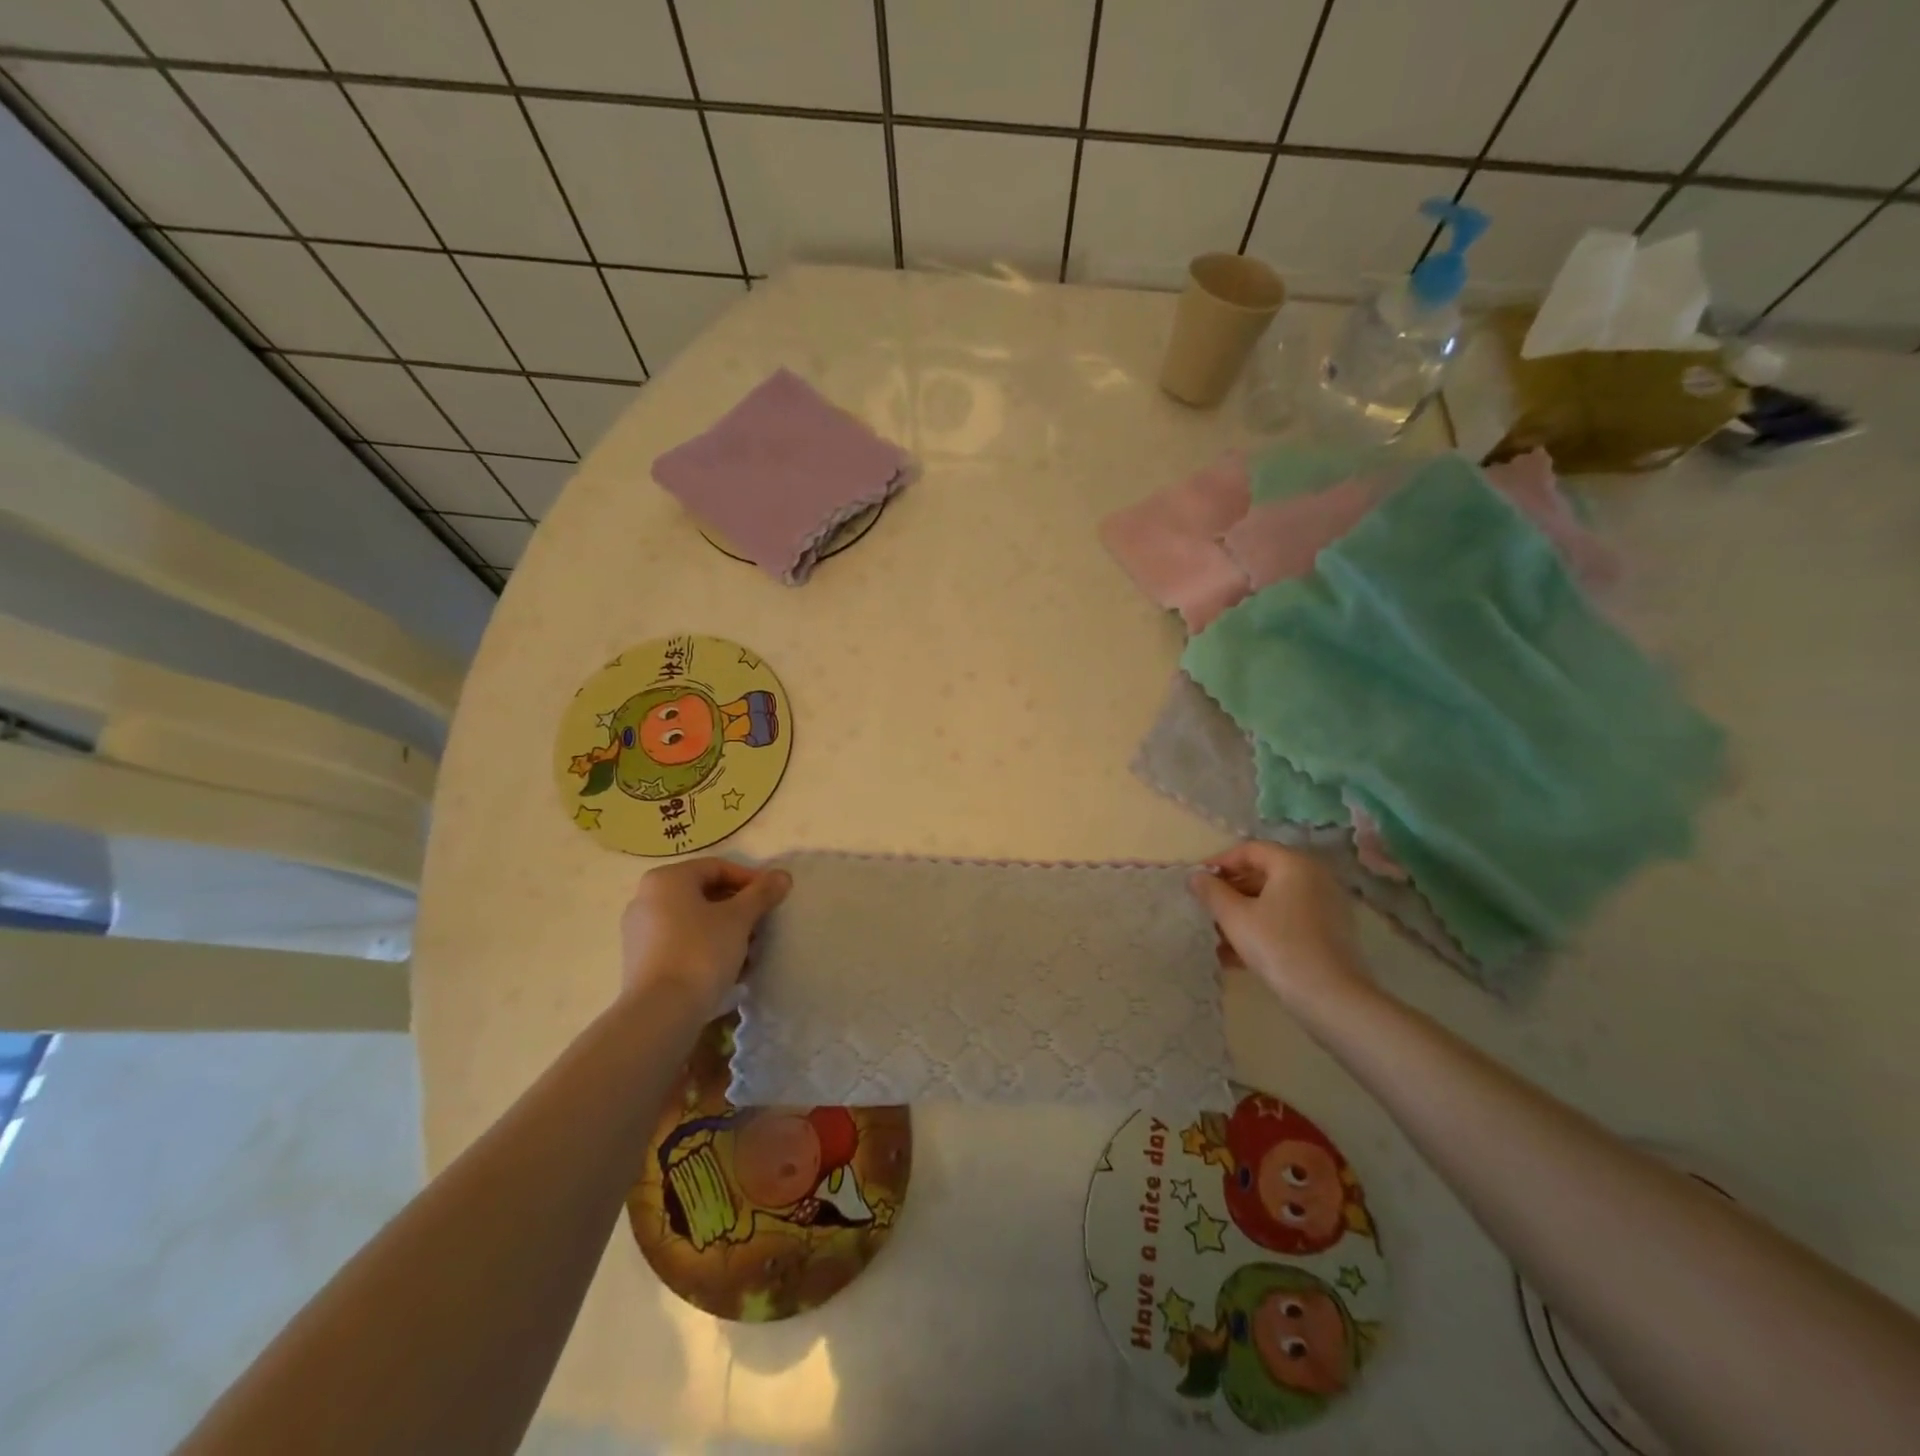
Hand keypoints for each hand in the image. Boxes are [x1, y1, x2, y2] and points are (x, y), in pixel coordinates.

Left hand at [619, 858, 791, 1010]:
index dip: (750, 880)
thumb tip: (782, 876)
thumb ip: (761, 893)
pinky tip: (728, 969)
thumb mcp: (739, 918)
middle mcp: (646, 898)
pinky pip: (681, 943)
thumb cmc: (701, 951)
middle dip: (738, 909)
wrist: (661, 1012)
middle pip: (705, 894)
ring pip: (694, 921)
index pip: (717, 868)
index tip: (772, 898)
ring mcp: (640, 932)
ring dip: (726, 931)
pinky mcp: (640, 961)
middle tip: (762, 927)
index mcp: (667, 879)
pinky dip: (706, 948)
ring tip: (749, 953)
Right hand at [1189, 842, 1368, 1015]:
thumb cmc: (1278, 947)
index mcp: (1294, 865)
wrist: (1331, 999)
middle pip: (1263, 875)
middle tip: (1205, 909)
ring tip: (1216, 937)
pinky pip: (1288, 921)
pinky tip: (1236, 956)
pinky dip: (1262, 929)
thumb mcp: (1235, 917)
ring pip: (1274, 901)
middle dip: (1230, 892)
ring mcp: (1325, 907)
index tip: (1197, 881)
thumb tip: (1195, 877)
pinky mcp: (1329, 934)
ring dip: (1243, 914)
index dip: (1219, 863)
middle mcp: (1315, 878)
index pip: (1250, 850)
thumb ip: (1211, 892)